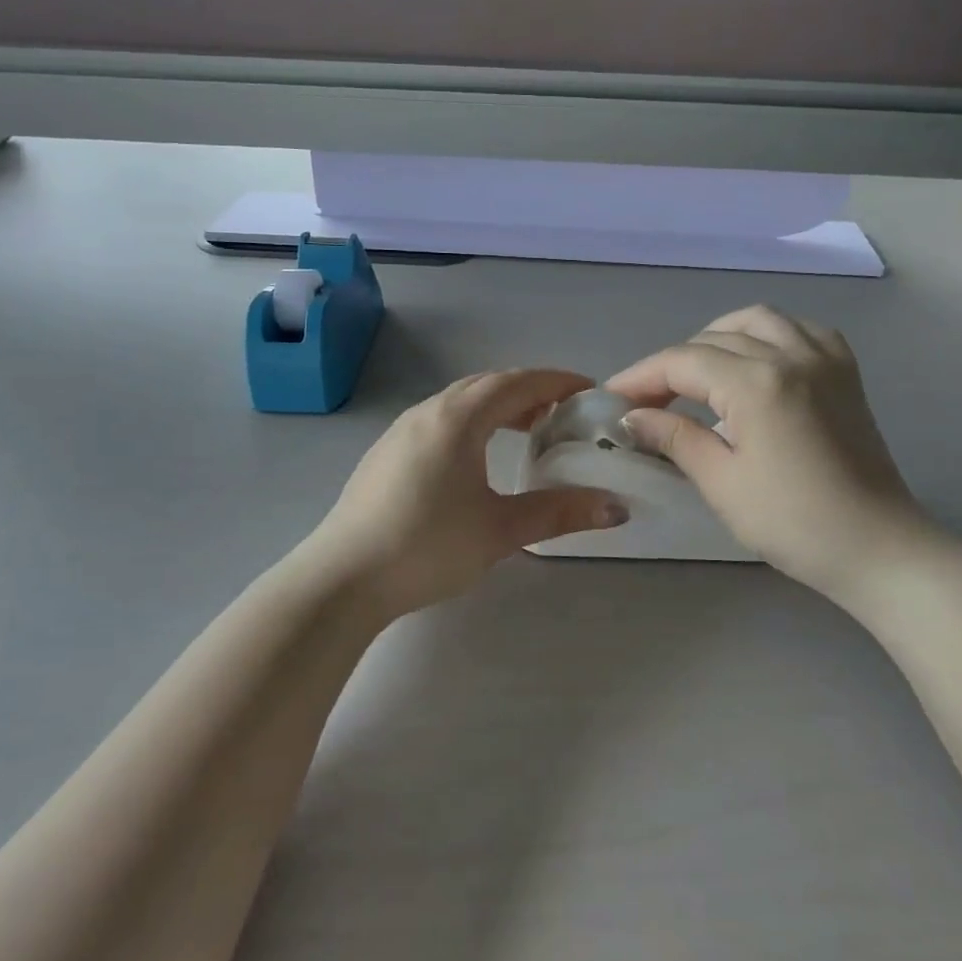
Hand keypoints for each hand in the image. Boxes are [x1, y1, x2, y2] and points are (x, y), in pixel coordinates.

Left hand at [307, 369, 628, 619]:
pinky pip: (439, 419)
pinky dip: (470, 421)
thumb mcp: (501, 530)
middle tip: (562, 413)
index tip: (588, 390)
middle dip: (529, 391)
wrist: (343, 577)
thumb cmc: (428, 546)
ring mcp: (401, 430)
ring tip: (525, 430)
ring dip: (497, 405)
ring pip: (459, 400)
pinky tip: (476, 456)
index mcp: (458, 419)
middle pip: (487, 385)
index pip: (517, 383)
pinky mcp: (386, 452)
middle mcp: (428, 412)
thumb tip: (617, 508)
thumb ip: (560, 513)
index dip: (556, 382)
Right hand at [607, 306, 928, 596]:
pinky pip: (800, 329)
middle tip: (648, 400)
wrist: (877, 547)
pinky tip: (757, 361)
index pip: (683, 361)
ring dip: (717, 338)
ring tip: (697, 373)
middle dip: (673, 364)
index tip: (612, 397)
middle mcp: (791, 355)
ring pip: (757, 320)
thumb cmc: (794, 523)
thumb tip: (632, 417)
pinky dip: (768, 334)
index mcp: (757, 382)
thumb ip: (675, 438)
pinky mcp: (845, 372)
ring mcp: (824, 358)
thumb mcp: (722, 483)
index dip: (641, 376)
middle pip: (714, 339)